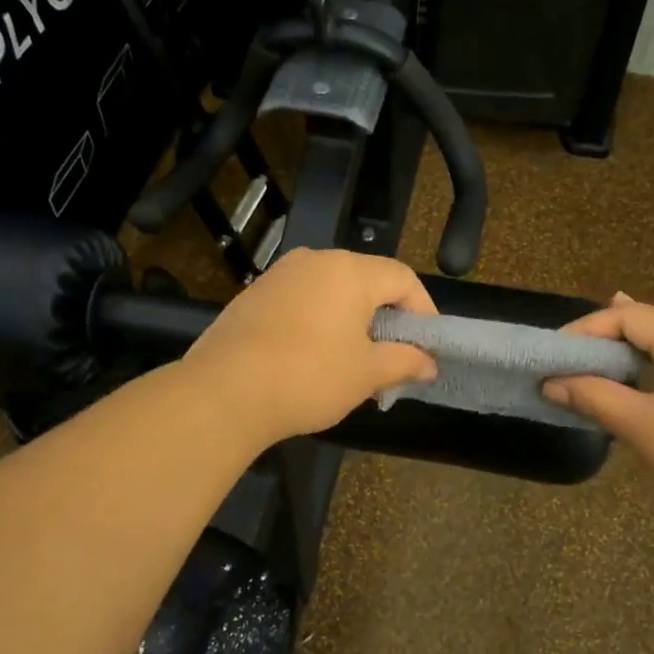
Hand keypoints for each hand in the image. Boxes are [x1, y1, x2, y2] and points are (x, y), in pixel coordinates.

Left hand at [182, 248, 439, 446]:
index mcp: (350, 271)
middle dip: (387, 318)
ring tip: (355, 362)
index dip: (423, 311)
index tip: (426, 347)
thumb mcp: (367, 374)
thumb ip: (405, 362)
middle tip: (393, 358)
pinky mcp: (255, 294)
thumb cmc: (309, 377)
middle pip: (367, 281)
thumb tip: (429, 364)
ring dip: (352, 321)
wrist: (224, 392)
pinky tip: (314, 358)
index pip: (402, 278)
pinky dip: (320, 322)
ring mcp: (281, 275)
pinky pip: (303, 301)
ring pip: (333, 291)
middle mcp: (316, 261)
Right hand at [543, 293, 653, 519]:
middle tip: (571, 360)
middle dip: (608, 341)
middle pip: (651, 326)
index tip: (553, 356)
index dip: (584, 331)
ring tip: (601, 365)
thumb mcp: (642, 426)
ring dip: (634, 357)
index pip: (627, 316)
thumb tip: (551, 383)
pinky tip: (648, 384)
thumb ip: (593, 397)